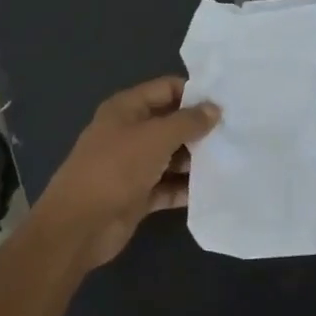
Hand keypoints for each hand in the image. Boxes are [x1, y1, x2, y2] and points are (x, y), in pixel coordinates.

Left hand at [35, 77, 220, 268]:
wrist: (79, 226)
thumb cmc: (116, 169)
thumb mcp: (156, 137)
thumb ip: (188, 122)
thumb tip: (215, 109)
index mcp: (126, 109)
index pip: (166, 89)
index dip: (194, 93)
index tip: (226, 103)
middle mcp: (129, 133)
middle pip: (171, 123)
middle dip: (200, 128)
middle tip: (236, 133)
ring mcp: (133, 165)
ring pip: (172, 156)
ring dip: (196, 159)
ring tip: (232, 160)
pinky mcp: (138, 195)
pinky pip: (168, 186)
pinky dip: (186, 187)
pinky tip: (215, 188)